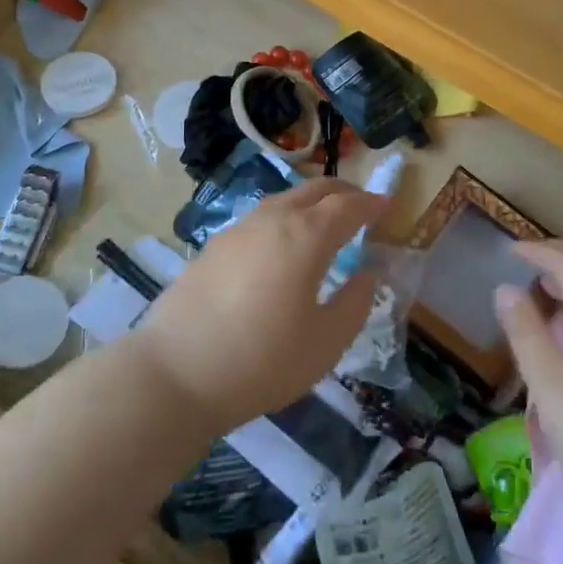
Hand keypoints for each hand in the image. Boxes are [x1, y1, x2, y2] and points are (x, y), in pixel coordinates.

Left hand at [132, 179, 386, 432]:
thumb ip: (355, 303)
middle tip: (361, 206)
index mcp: (306, 235)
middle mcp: (273, 219)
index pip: (348, 205)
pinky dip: (284, 218)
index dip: (371, 203)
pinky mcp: (214, 246)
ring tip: (323, 223)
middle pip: (314, 189)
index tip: (387, 205)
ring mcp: (239, 229)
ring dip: (311, 202)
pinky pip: (261, 218)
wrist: (175, 373)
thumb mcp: (326, 343)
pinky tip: (281, 246)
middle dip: (343, 192)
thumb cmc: (262, 360)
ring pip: (284, 200)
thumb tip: (368, 273)